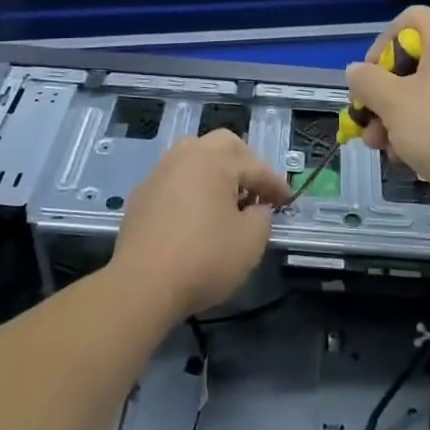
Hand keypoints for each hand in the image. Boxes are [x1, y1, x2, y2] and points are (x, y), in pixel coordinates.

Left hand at [112, 130, 286, 319]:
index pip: (256, 167)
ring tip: (227, 199)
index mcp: (215, 160)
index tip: (288, 202)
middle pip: (223, 145)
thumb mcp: (251, 242)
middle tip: (257, 189)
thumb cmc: (204, 259)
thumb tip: (256, 209)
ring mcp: (159, 173)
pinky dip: (192, 188)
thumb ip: (262, 217)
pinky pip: (175, 179)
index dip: (276, 185)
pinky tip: (196, 214)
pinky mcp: (141, 195)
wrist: (141, 285)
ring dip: (215, 171)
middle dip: (245, 162)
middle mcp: (186, 156)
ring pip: (194, 157)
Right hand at [346, 6, 429, 197]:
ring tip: (388, 153)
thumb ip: (367, 82)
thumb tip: (357, 70)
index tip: (368, 81)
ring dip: (401, 120)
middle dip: (385, 97)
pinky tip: (415, 160)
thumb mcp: (393, 104)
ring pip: (429, 93)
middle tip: (370, 128)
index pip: (408, 20)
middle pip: (415, 62)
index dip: (380, 46)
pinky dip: (428, 130)